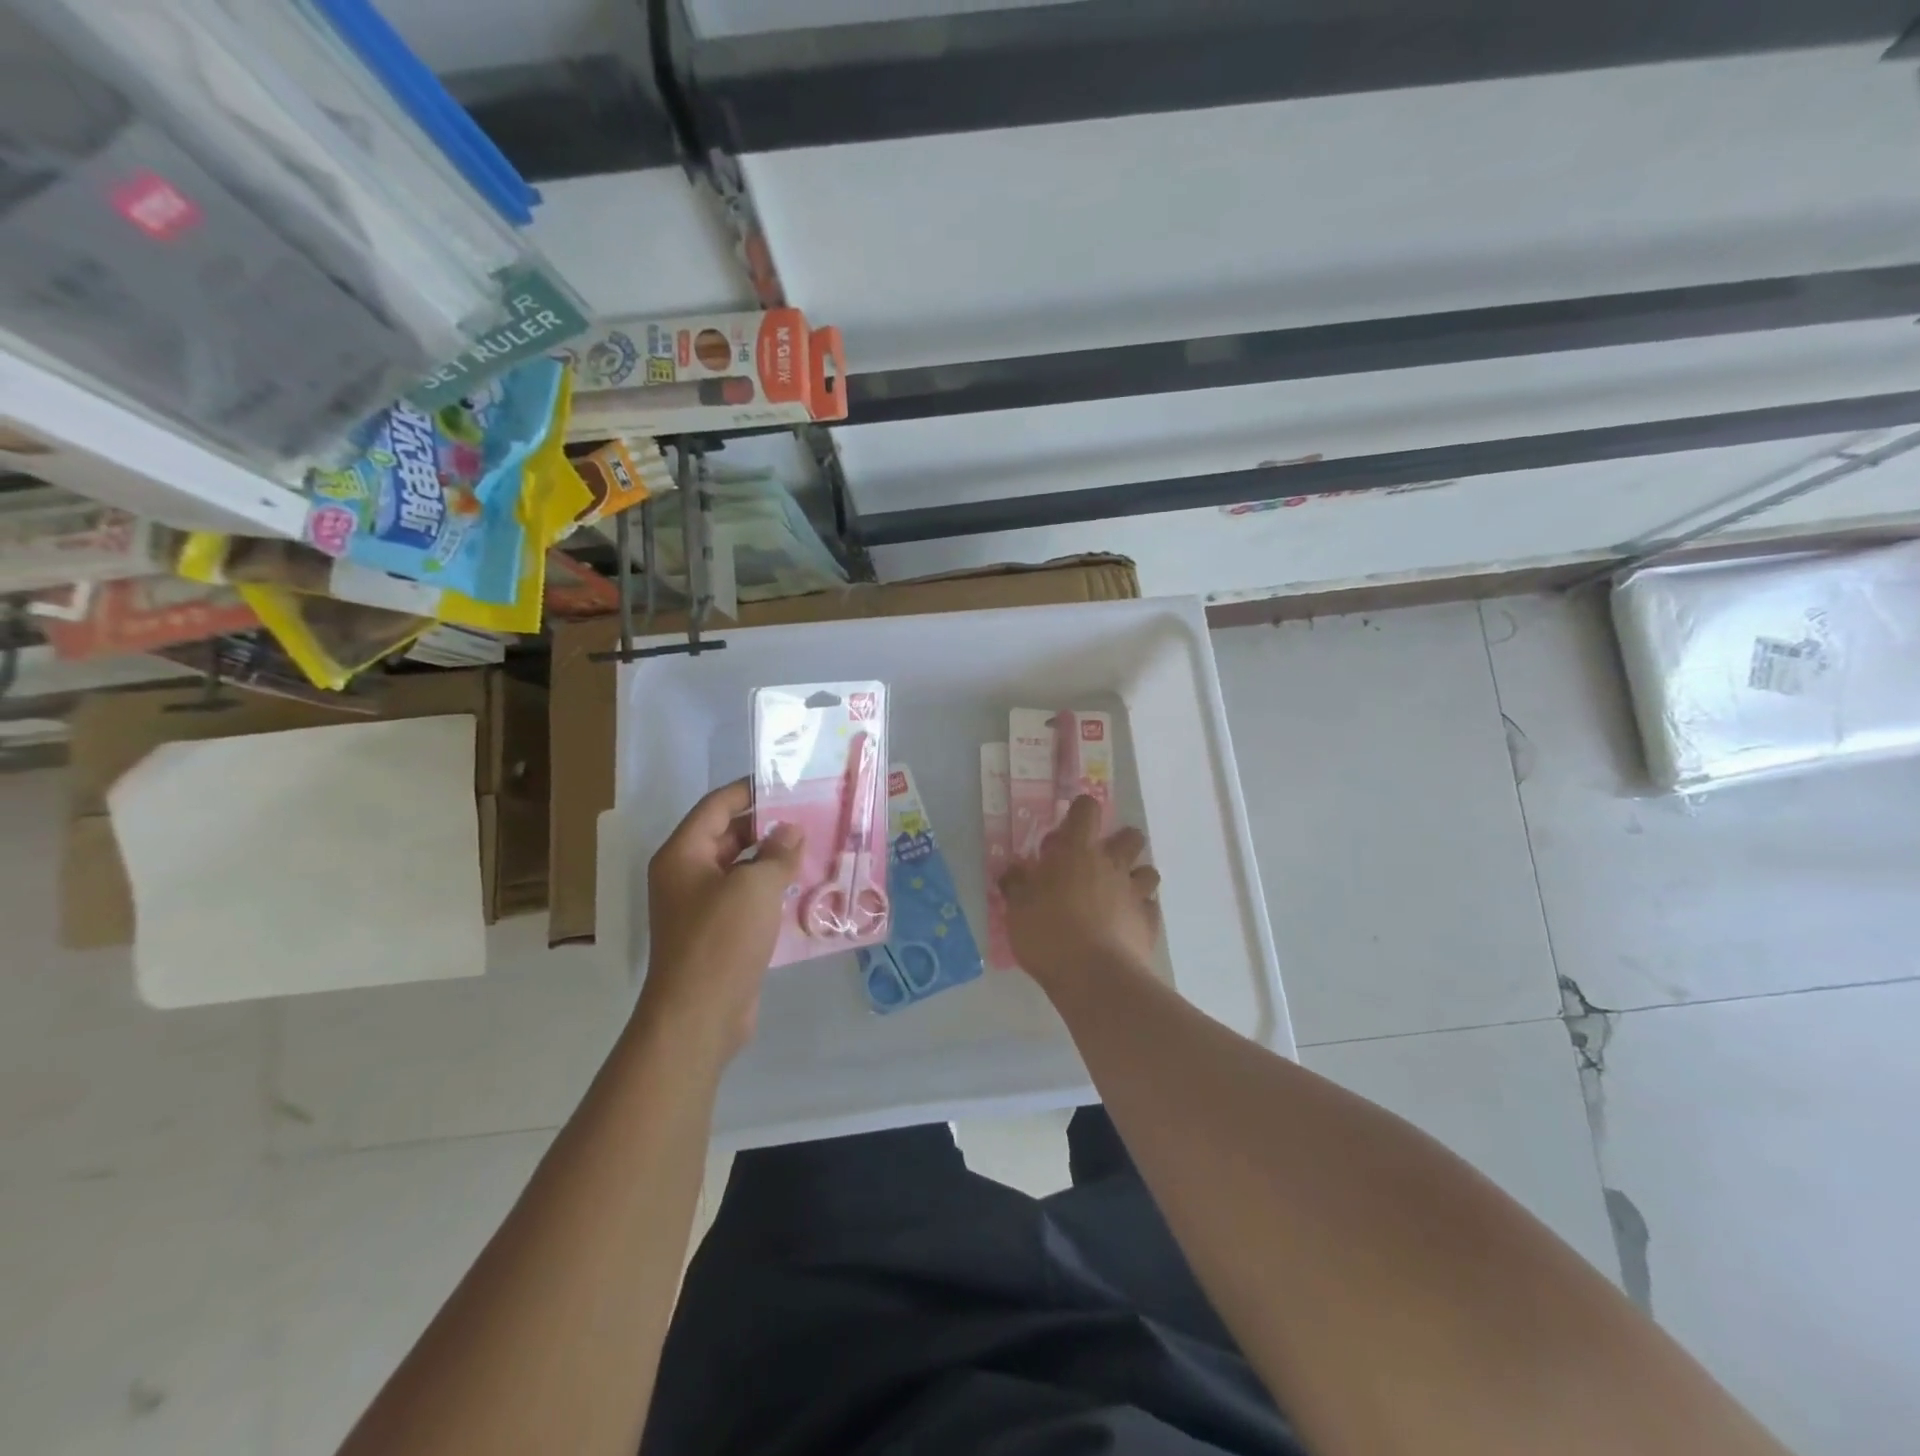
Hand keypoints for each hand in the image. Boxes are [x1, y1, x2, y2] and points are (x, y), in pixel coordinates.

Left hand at [639, 780, 803, 1060]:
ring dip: (774, 859)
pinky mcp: (720, 933)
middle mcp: (687, 875)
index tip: (788, 782)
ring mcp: (702, 906)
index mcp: (683, 854)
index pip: (716, 806)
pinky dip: (772, 889)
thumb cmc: (721, 940)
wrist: (699, 1016)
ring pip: (742, 868)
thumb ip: (777, 853)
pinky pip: (747, 898)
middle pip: (729, 835)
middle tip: (812, 815)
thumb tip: (791, 830)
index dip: (750, 790)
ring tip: (817, 847)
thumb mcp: (754, 886)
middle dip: (769, 825)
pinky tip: (806, 887)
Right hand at [1000, 795, 1160, 991]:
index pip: (1087, 809)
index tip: (1068, 828)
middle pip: (1131, 836)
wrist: (1094, 978)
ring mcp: (1135, 893)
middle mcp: (1112, 865)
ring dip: (1135, 876)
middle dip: (1118, 842)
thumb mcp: (1017, 908)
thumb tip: (1013, 870)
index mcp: (1078, 851)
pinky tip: (1125, 924)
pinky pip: (1151, 907)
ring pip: (1148, 871)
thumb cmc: (1049, 934)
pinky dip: (1141, 911)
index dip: (1081, 811)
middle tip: (1096, 863)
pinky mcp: (1149, 923)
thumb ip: (1016, 884)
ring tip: (1116, 894)